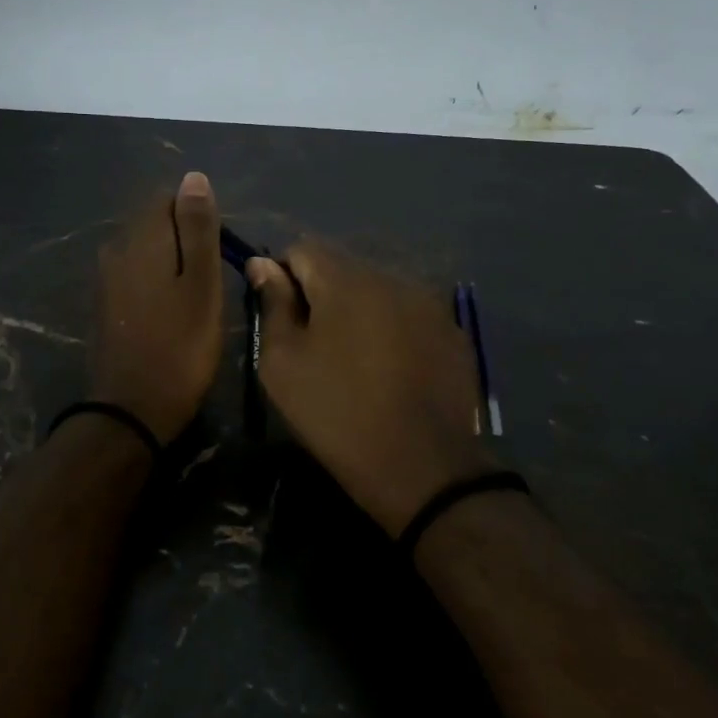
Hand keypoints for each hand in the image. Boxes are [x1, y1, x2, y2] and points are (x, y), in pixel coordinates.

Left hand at [88, 172, 224, 444]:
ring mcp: (105, 278)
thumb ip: (198, 229)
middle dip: (185, 240)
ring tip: (196, 298)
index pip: (168, 198)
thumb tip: (193, 177)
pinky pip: (135, 275)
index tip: (218, 253)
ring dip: (172, 263)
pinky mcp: (104, 304)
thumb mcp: (202, 285)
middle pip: (155, 223)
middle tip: (211, 281)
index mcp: (141, 238)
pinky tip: (172, 312)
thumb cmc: (180, 346)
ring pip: (146, 251)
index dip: (199, 217)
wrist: (131, 410)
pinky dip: (156, 283)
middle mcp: (116, 249)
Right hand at [247, 242, 487, 536]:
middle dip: (321, 295)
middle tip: (313, 345)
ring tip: (353, 361)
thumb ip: (273, 304)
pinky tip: (390, 372)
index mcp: (346, 280)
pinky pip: (409, 316)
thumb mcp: (283, 363)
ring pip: (378, 291)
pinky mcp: (454, 333)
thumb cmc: (337, 413)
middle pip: (343, 268)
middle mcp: (392, 278)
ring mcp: (430, 304)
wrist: (421, 468)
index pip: (303, 249)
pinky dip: (392, 331)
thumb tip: (264, 265)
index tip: (280, 318)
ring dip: (358, 312)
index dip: (283, 277)